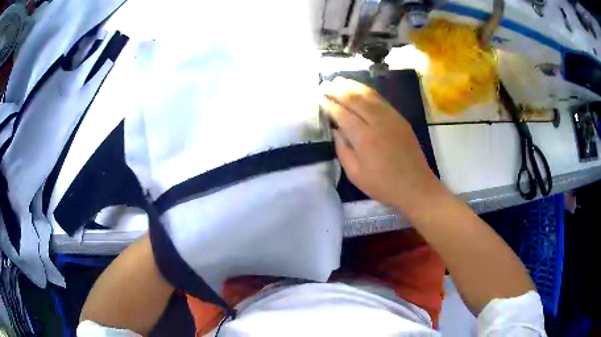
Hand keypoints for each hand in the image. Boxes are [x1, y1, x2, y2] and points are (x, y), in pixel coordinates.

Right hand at [321, 77, 443, 214]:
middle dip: (338, 90)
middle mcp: (377, 123)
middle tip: (325, 85)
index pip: (343, 114)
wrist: (415, 186)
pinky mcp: (400, 118)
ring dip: (353, 86)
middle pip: (355, 99)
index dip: (330, 105)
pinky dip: (368, 91)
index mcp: (364, 138)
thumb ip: (342, 150)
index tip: (320, 98)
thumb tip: (335, 130)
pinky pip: (381, 100)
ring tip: (339, 80)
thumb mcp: (355, 174)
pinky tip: (360, 89)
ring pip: (369, 95)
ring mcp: (391, 118)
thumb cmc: (383, 185)